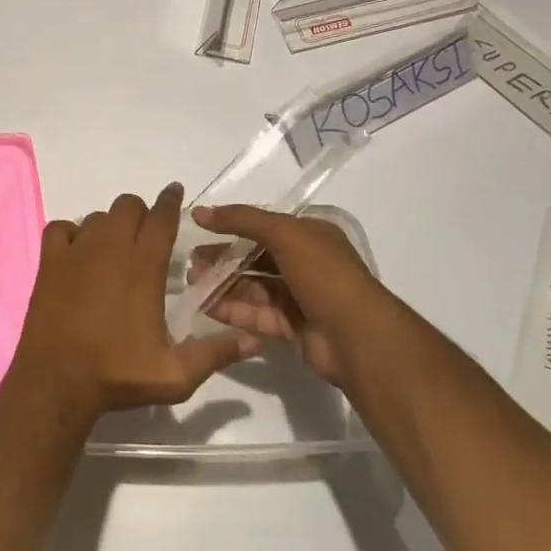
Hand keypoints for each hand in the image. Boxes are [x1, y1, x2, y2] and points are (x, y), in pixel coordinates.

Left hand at [8, 184, 257, 414]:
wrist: (57, 381)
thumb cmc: (118, 375)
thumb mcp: (176, 374)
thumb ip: (215, 354)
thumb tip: (253, 341)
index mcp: (144, 266)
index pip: (162, 217)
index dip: (171, 201)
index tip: (175, 192)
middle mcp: (111, 247)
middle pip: (128, 206)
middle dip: (140, 214)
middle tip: (144, 236)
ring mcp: (76, 250)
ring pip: (97, 216)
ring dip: (109, 225)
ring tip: (113, 249)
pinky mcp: (50, 260)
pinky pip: (61, 228)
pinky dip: (71, 233)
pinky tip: (77, 252)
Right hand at [193, 205, 390, 389]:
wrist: (359, 339)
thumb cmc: (324, 275)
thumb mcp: (284, 234)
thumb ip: (242, 220)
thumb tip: (199, 211)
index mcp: (310, 235)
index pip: (264, 225)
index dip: (231, 226)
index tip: (200, 231)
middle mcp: (306, 263)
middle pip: (255, 257)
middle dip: (223, 259)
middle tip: (191, 263)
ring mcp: (301, 297)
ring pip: (254, 287)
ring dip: (224, 284)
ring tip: (193, 284)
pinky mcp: (294, 328)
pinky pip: (258, 314)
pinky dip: (234, 310)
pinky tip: (208, 308)